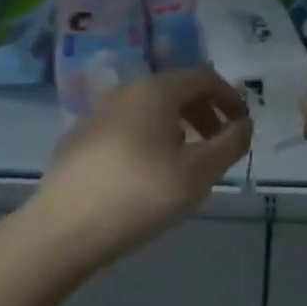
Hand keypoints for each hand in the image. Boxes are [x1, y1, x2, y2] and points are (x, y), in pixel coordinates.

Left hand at [31, 68, 252, 266]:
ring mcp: (98, 112)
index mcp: (156, 89)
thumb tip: (243, 124)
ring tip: (186, 162)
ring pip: (150, 108)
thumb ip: (229, 144)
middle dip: (204, 112)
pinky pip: (128, 126)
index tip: (242, 126)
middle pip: (176, 89)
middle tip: (218, 145)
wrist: (63, 228)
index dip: (230, 98)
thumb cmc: (140, 194)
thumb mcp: (198, 173)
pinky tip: (147, 174)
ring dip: (178, 126)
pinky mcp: (80, 137)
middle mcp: (126, 90)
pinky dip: (150, 138)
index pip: (204, 77)